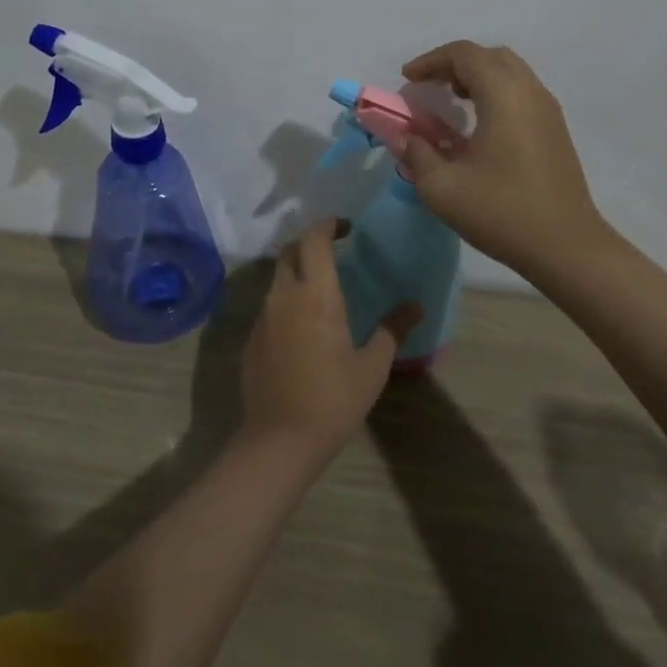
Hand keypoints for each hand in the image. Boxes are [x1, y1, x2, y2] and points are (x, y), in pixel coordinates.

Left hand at [241, 220, 420, 460]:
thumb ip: (392, 330)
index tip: (345, 227)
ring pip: (278, 278)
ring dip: (297, 272)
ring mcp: (263, 317)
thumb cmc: (333, 400)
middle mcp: (284, 296)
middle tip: (334, 251)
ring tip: (322, 288)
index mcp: (316, 295)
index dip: (327, 225)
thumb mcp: (372, 367)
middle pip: (290, 251)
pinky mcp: (252, 338)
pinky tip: (303, 326)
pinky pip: (270, 306)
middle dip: (309, 243)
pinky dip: (287, 300)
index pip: (314, 240)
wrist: (279, 441)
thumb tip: (415, 306)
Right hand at [400, 41, 615, 279]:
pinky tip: (480, 125)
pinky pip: (522, 92)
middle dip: (455, 64)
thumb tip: (408, 139)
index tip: (407, 80)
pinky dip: (496, 93)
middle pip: (490, 56)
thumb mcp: (442, 188)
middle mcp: (530, 92)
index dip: (431, 61)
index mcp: (503, 95)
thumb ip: (417, 155)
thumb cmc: (501, 212)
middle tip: (430, 86)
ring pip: (510, 72)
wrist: (566, 246)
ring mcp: (548, 110)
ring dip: (478, 77)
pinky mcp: (556, 130)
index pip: (464, 54)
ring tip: (453, 102)